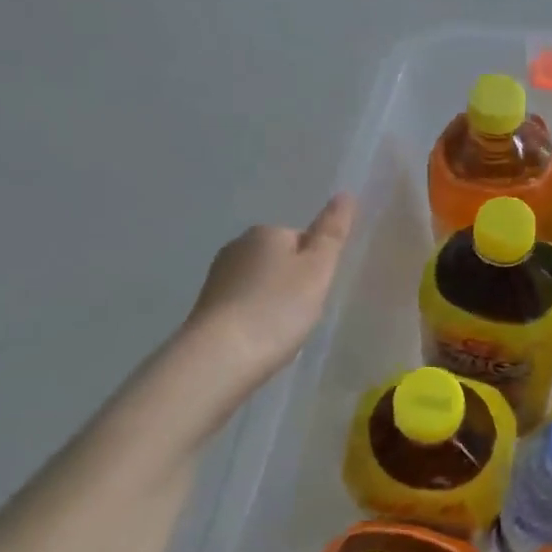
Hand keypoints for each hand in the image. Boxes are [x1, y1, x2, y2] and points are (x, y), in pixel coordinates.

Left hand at [187, 194, 355, 391]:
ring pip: (259, 284)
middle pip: (279, 261)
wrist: (219, 357)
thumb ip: (332, 232)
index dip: (316, 265)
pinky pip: (242, 306)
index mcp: (266, 233)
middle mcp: (237, 247)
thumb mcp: (317, 270)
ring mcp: (218, 278)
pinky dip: (254, 319)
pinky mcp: (206, 308)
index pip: (302, 239)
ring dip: (272, 302)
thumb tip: (345, 194)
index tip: (319, 292)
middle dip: (293, 283)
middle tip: (304, 314)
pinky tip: (260, 341)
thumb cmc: (277, 309)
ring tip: (283, 332)